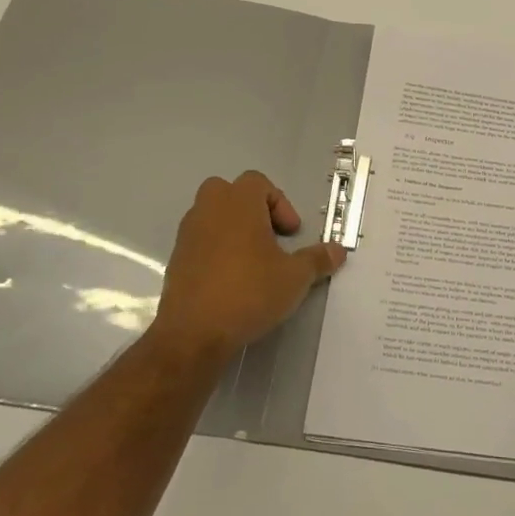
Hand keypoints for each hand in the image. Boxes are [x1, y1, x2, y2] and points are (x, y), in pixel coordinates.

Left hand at [147, 171, 345, 365]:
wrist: (194, 333)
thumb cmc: (249, 292)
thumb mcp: (295, 277)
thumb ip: (317, 259)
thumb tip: (338, 250)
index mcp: (238, 203)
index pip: (258, 182)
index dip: (280, 204)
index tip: (290, 233)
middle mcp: (208, 210)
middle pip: (229, 192)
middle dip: (251, 209)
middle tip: (269, 237)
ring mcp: (188, 235)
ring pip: (212, 216)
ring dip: (233, 229)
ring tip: (253, 261)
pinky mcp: (176, 260)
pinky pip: (200, 242)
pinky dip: (216, 250)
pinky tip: (232, 280)